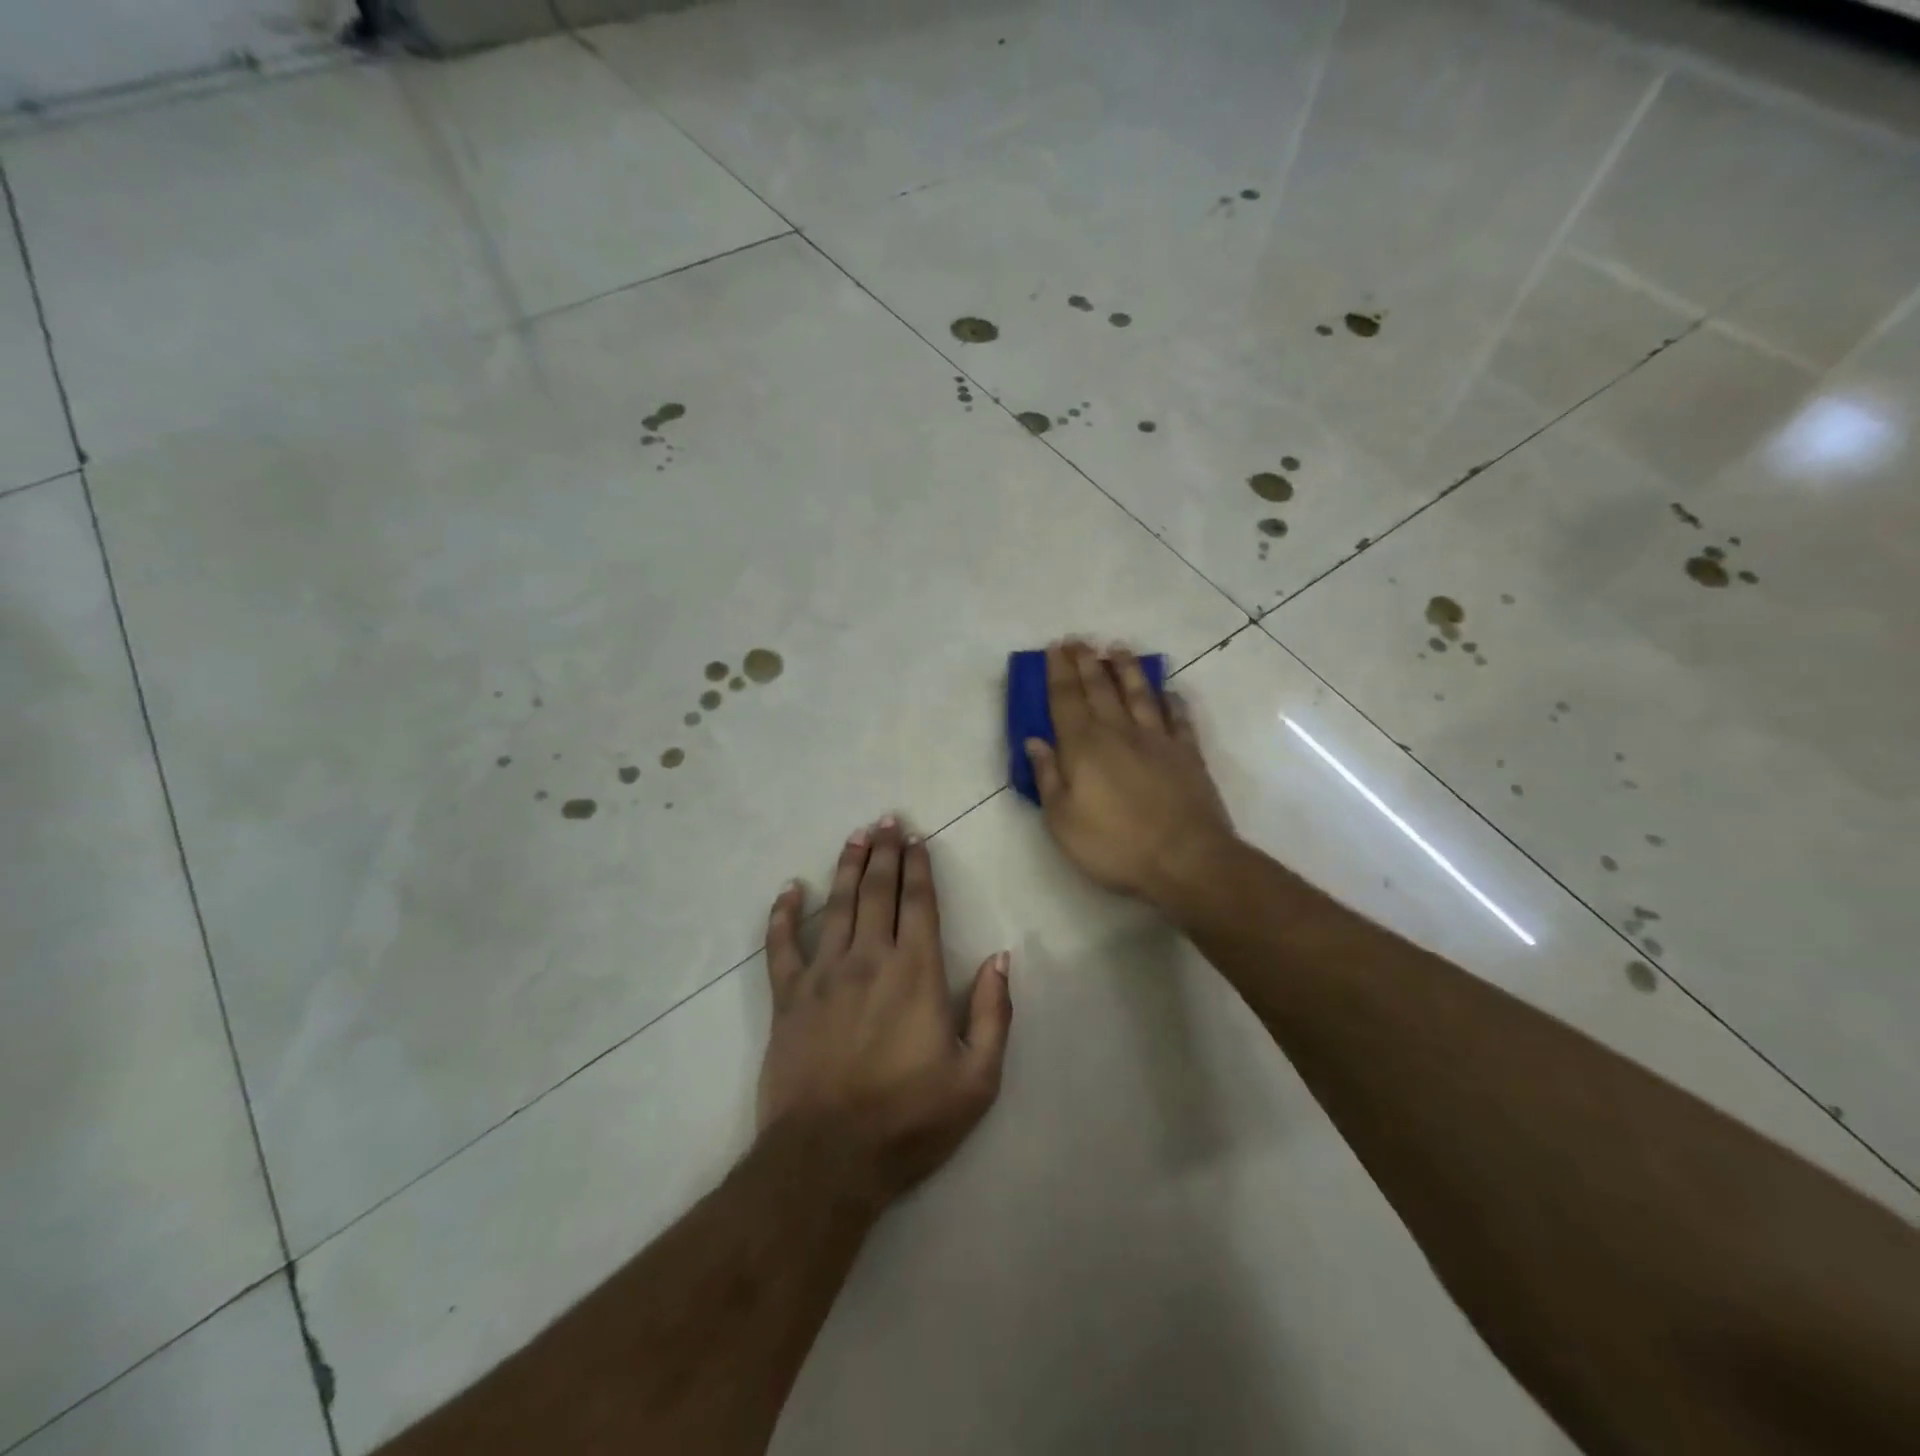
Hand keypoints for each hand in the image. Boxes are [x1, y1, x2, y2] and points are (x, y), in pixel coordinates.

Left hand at [758, 818, 1012, 1205]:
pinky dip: (784, 914)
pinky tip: (789, 889)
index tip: (917, 839)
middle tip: (887, 820)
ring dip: (847, 866)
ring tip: (855, 836)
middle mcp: (870, 958)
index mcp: (917, 973)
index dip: (919, 867)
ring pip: (836, 904)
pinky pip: (781, 945)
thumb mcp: (977, 1079)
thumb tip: (1000, 958)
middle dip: (885, 852)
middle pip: (878, 891)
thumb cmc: (909, 1121)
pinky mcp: (788, 997)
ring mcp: (823, 974)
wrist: (828, 1159)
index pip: (920, 904)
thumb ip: (994, 1014)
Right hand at [1024, 640, 1236, 905]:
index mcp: (1084, 746)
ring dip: (1127, 669)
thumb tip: (1035, 741)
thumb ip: (1047, 777)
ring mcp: (1158, 739)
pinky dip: (1171, 701)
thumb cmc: (1114, 844)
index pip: (1065, 699)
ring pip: (1139, 693)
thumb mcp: (1062, 820)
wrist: (1185, 859)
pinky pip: (1178, 717)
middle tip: (1078, 640)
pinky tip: (1168, 691)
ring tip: (1118, 649)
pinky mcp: (1187, 753)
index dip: (1057, 672)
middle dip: (1086, 662)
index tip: (1054, 649)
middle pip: (1099, 688)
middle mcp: (1119, 731)